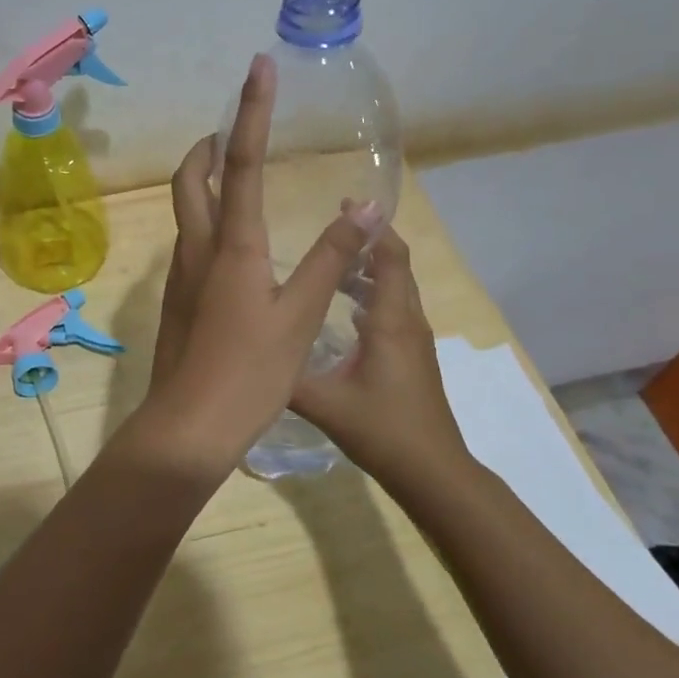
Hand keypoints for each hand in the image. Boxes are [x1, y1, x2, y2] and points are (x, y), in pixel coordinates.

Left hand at [140, 54, 378, 469]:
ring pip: (187, 211)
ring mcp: (181, 274)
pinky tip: (234, 244)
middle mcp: (197, 248)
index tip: (256, 67)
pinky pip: (191, 242)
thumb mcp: (301, 314)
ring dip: (205, 181)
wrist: (190, 424)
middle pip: (191, 179)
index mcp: (231, 244)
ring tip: (235, 174)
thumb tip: (362, 207)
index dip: (250, 111)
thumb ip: (329, 258)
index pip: (242, 162)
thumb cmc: (250, 371)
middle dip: (208, 147)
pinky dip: (208, 220)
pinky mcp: (178, 299)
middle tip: (232, 131)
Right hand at [290, 226, 474, 485]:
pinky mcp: (413, 357)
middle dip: (367, 243)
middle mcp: (407, 322)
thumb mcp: (323, 402)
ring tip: (330, 265)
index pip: (389, 257)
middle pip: (396, 267)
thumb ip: (284, 375)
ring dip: (369, 271)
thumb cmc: (382, 429)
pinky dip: (372, 296)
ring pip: (395, 290)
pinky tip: (342, 311)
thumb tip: (247, 352)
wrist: (432, 471)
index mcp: (389, 321)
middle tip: (329, 231)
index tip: (344, 205)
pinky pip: (394, 311)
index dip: (371, 228)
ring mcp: (414, 341)